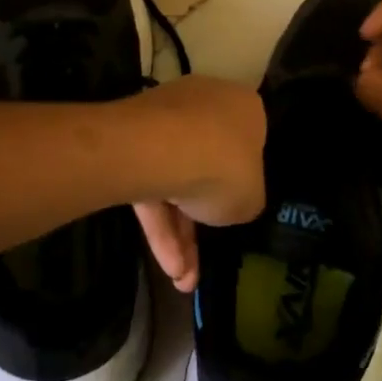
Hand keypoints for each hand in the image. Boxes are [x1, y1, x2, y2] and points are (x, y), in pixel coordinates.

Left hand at [127, 76, 265, 292]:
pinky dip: (157, 224)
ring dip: (177, 233)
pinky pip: (150, 184)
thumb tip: (232, 201)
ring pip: (174, 179)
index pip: (249, 142)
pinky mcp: (129, 139)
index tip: (237, 205)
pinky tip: (166, 264)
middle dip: (201, 215)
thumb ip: (245, 198)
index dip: (244, 177)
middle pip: (207, 163)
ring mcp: (163, 118)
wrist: (159, 152)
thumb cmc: (223, 167)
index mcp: (244, 108)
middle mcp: (205, 103)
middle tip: (202, 257)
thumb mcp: (251, 198)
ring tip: (181, 277)